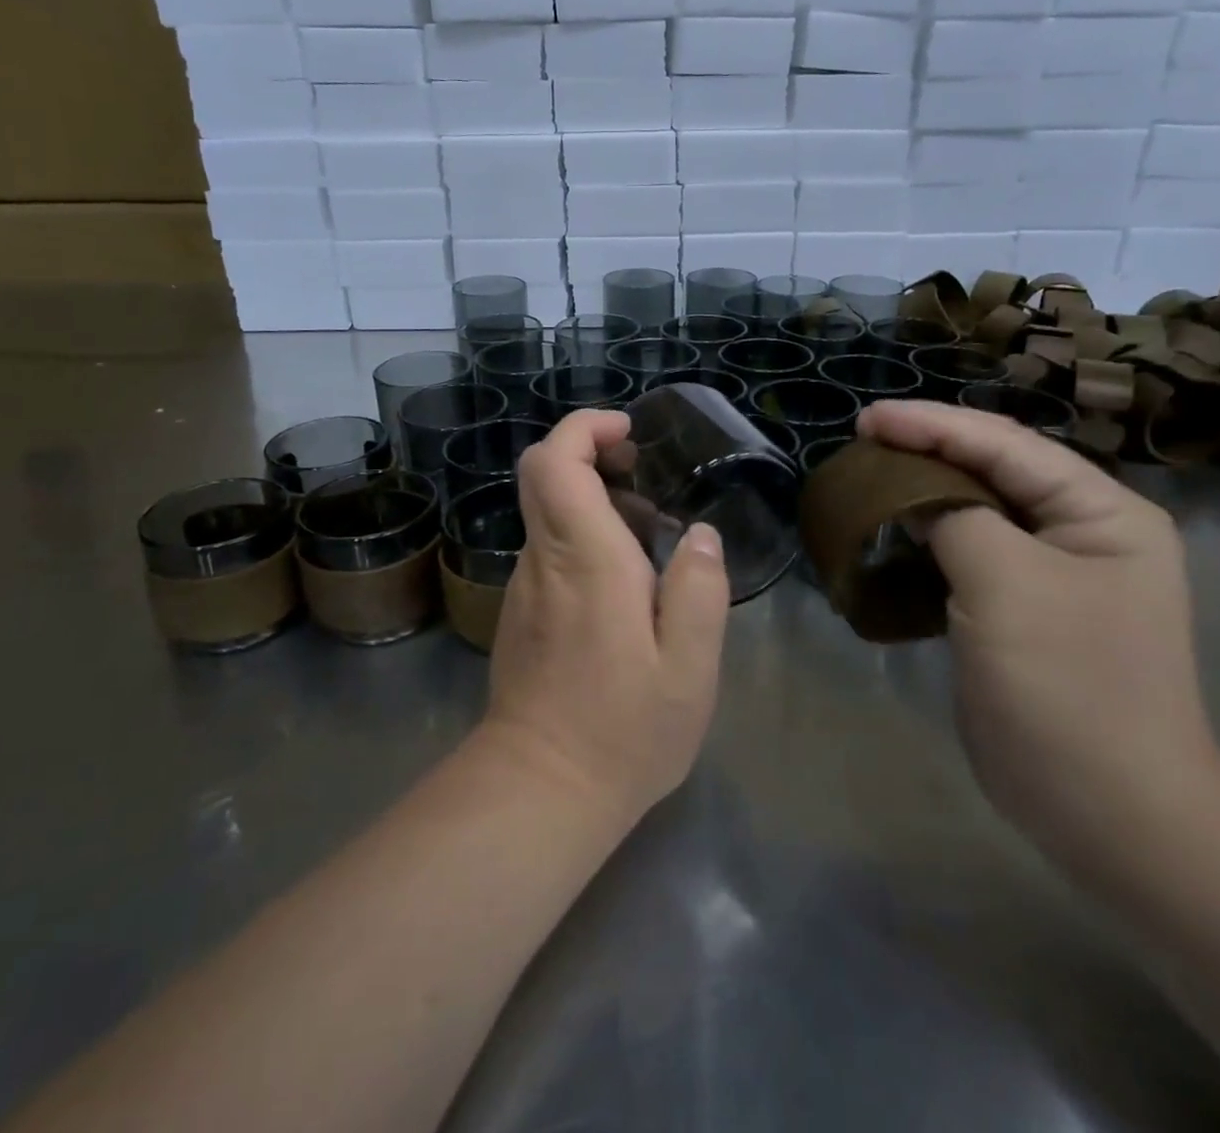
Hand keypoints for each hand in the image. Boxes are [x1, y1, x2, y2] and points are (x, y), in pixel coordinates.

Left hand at [476, 410, 730, 827]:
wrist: (540, 790)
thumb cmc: (623, 729)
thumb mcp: (689, 668)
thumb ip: (699, 590)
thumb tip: (699, 535)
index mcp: (584, 558)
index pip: (555, 461)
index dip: (585, 428)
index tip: (628, 435)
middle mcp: (544, 559)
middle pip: (543, 473)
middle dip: (590, 453)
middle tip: (643, 476)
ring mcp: (524, 585)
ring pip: (548, 511)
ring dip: (594, 500)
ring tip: (651, 537)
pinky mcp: (520, 610)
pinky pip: (550, 549)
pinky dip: (584, 537)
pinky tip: (626, 583)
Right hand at [860, 401, 1219, 861]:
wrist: (1108, 810)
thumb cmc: (1067, 685)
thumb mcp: (1006, 583)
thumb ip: (954, 518)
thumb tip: (913, 498)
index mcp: (1101, 512)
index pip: (1006, 445)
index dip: (932, 425)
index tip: (866, 419)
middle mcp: (1082, 532)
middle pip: (992, 471)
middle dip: (926, 452)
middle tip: (862, 443)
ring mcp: (1051, 575)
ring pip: (974, 512)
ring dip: (921, 494)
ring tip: (868, 479)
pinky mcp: (1019, 612)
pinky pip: (966, 556)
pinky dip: (924, 541)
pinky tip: (890, 534)